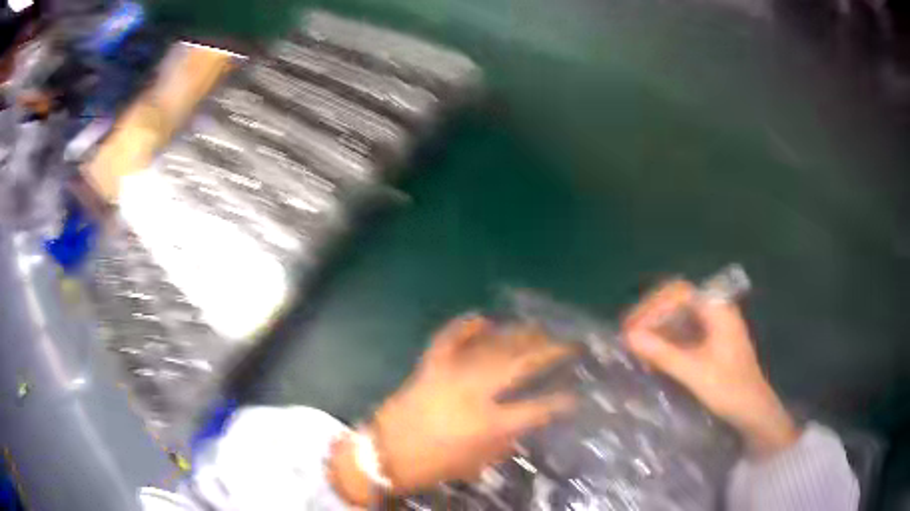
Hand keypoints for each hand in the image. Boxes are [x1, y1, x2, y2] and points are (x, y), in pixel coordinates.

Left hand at [330, 315, 577, 504]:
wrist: (385, 454)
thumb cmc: (433, 465)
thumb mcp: (477, 463)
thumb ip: (506, 442)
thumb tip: (526, 424)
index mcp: (490, 423)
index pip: (538, 408)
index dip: (562, 401)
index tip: (576, 395)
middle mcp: (475, 392)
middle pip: (521, 364)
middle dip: (550, 351)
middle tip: (568, 343)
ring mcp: (451, 373)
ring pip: (492, 346)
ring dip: (517, 334)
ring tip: (538, 327)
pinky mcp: (429, 365)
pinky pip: (448, 338)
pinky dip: (463, 326)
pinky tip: (481, 318)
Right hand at [623, 280, 798, 458]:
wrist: (753, 409)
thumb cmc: (729, 389)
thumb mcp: (694, 372)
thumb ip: (663, 353)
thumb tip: (629, 336)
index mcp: (717, 309)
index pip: (678, 292)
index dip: (651, 307)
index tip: (631, 329)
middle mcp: (715, 309)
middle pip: (676, 298)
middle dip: (650, 314)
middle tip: (628, 334)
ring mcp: (714, 323)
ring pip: (678, 313)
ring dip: (656, 325)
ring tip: (636, 343)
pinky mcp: (711, 338)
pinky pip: (683, 328)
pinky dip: (666, 337)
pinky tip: (653, 352)